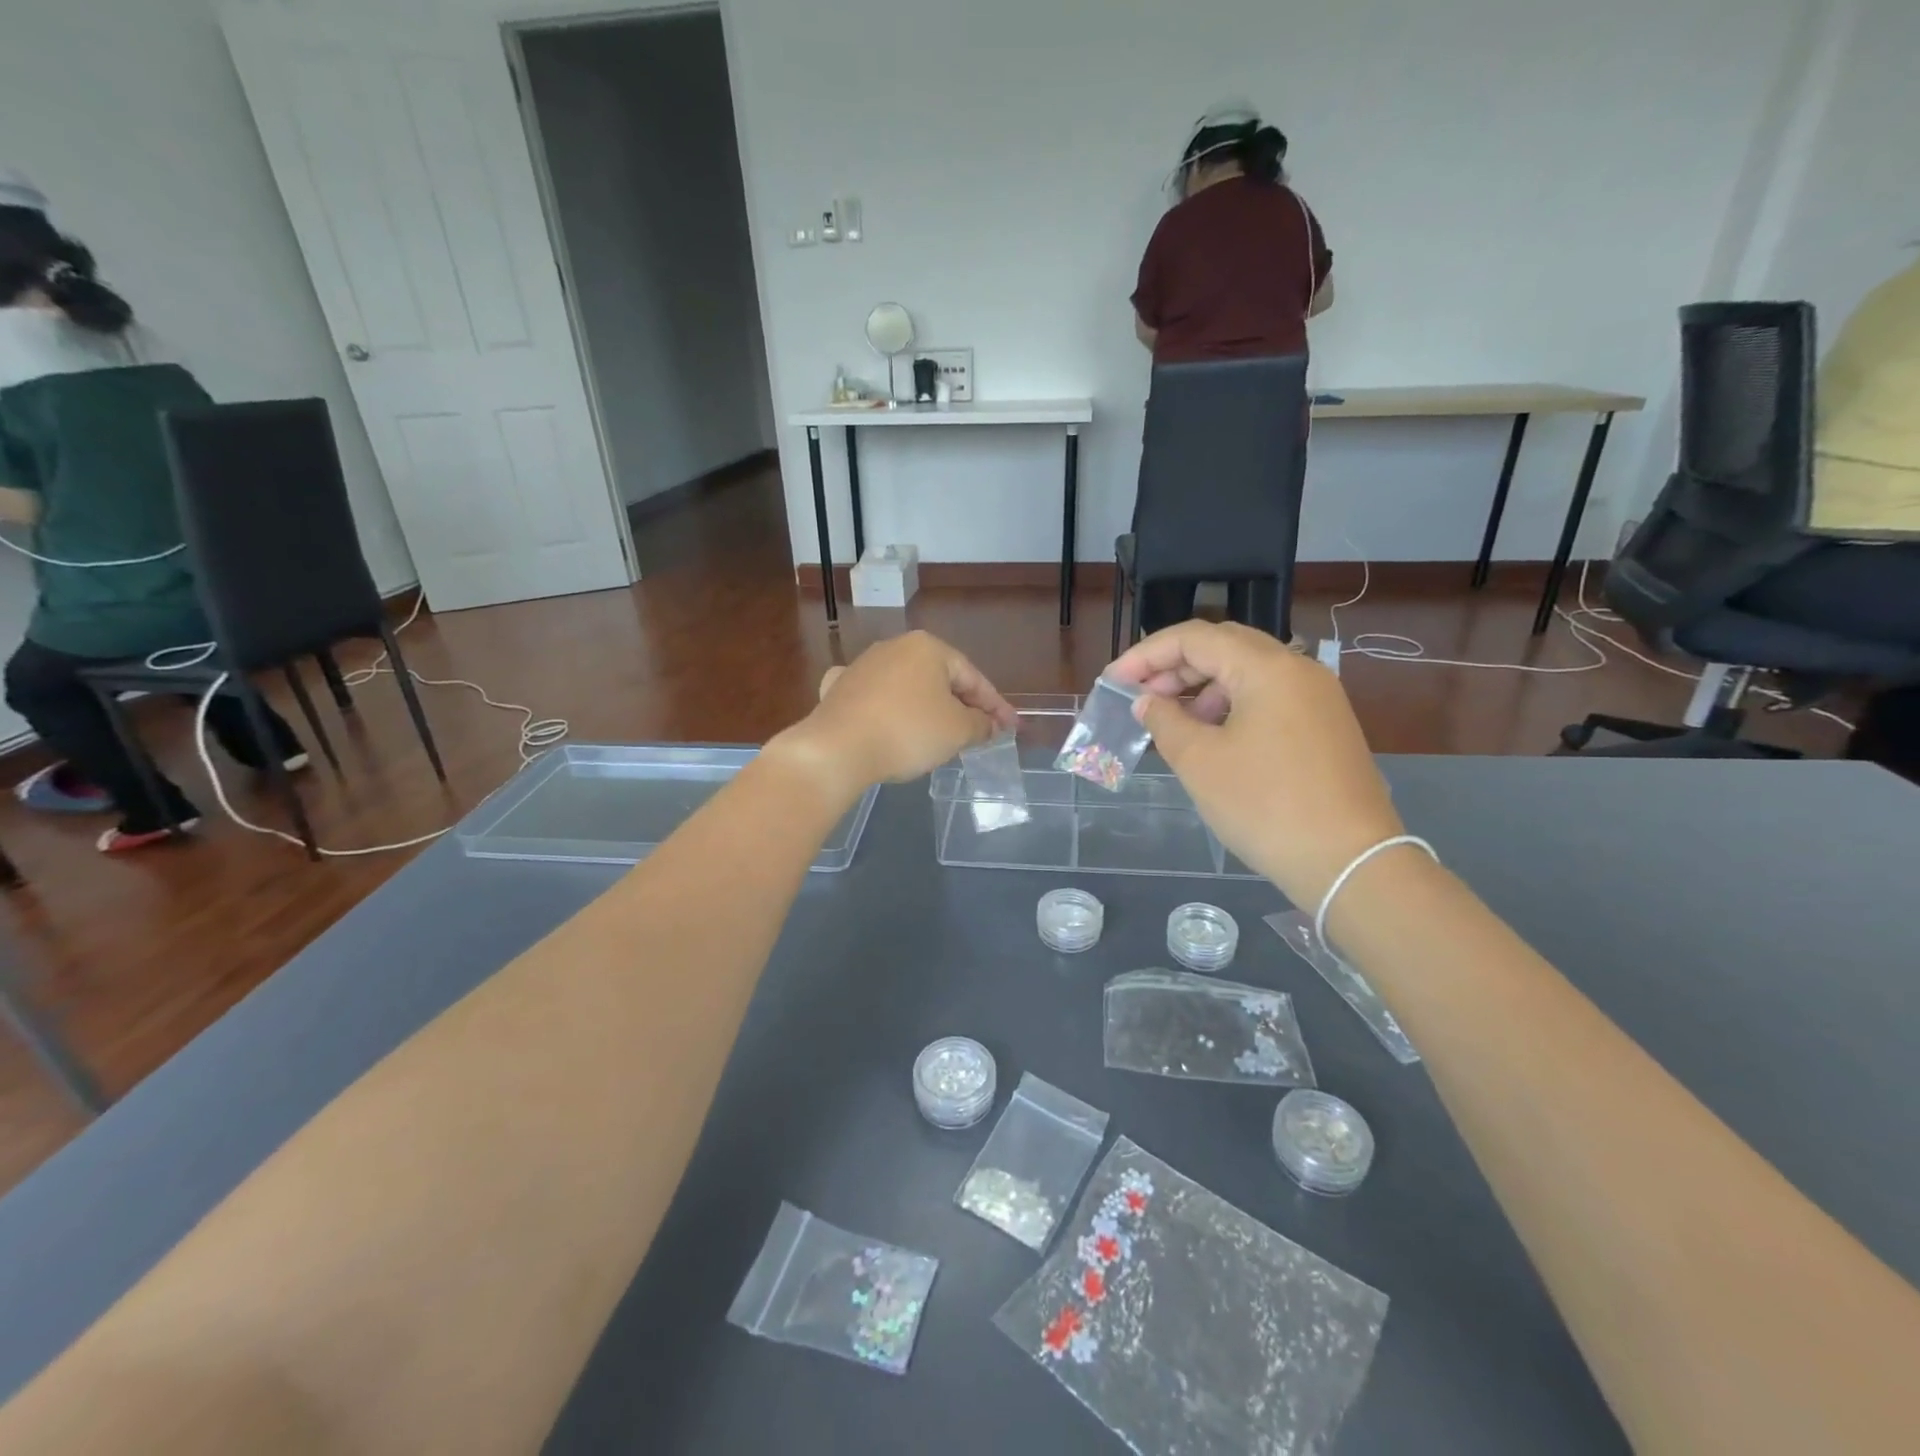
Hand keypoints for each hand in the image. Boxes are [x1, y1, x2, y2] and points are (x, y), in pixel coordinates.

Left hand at [770, 631, 1016, 804]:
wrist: (837, 748)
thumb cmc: (908, 732)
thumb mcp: (958, 731)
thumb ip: (981, 724)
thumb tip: (989, 724)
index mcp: (929, 648)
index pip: (973, 677)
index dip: (996, 705)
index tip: (1011, 727)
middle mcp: (895, 647)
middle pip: (940, 679)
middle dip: (961, 705)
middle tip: (980, 731)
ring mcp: (863, 666)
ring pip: (907, 687)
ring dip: (927, 707)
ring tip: (940, 732)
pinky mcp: (839, 689)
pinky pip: (875, 697)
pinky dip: (889, 708)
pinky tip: (889, 719)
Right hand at [1105, 621, 1403, 907]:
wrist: (1349, 862)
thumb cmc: (1265, 806)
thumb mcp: (1200, 762)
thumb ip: (1164, 721)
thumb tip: (1148, 702)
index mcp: (1267, 668)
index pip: (1194, 638)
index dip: (1146, 655)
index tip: (1114, 681)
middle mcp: (1298, 669)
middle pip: (1224, 647)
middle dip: (1175, 667)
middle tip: (1140, 697)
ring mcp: (1318, 697)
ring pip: (1248, 672)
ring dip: (1203, 687)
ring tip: (1174, 722)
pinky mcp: (1326, 725)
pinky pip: (1269, 697)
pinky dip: (1232, 705)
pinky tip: (1213, 738)